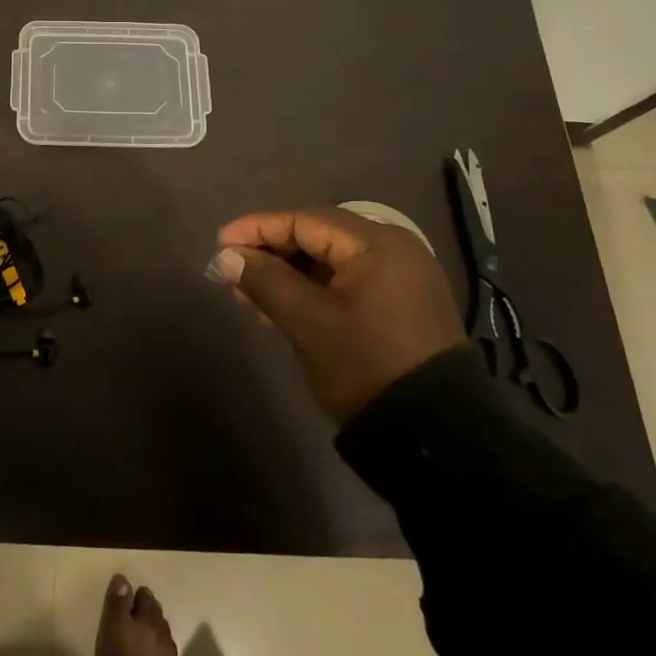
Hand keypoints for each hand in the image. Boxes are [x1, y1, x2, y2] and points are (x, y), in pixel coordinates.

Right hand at [210, 206, 464, 423]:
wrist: (434, 435)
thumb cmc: (366, 364)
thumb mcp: (308, 322)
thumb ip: (265, 281)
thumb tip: (226, 256)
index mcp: (376, 243)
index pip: (304, 220)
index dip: (257, 228)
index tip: (220, 242)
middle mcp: (392, 249)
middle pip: (317, 237)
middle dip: (271, 252)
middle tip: (232, 270)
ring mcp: (400, 278)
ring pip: (329, 262)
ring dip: (288, 274)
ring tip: (248, 293)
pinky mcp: (400, 305)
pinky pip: (346, 282)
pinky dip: (312, 290)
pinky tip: (282, 308)